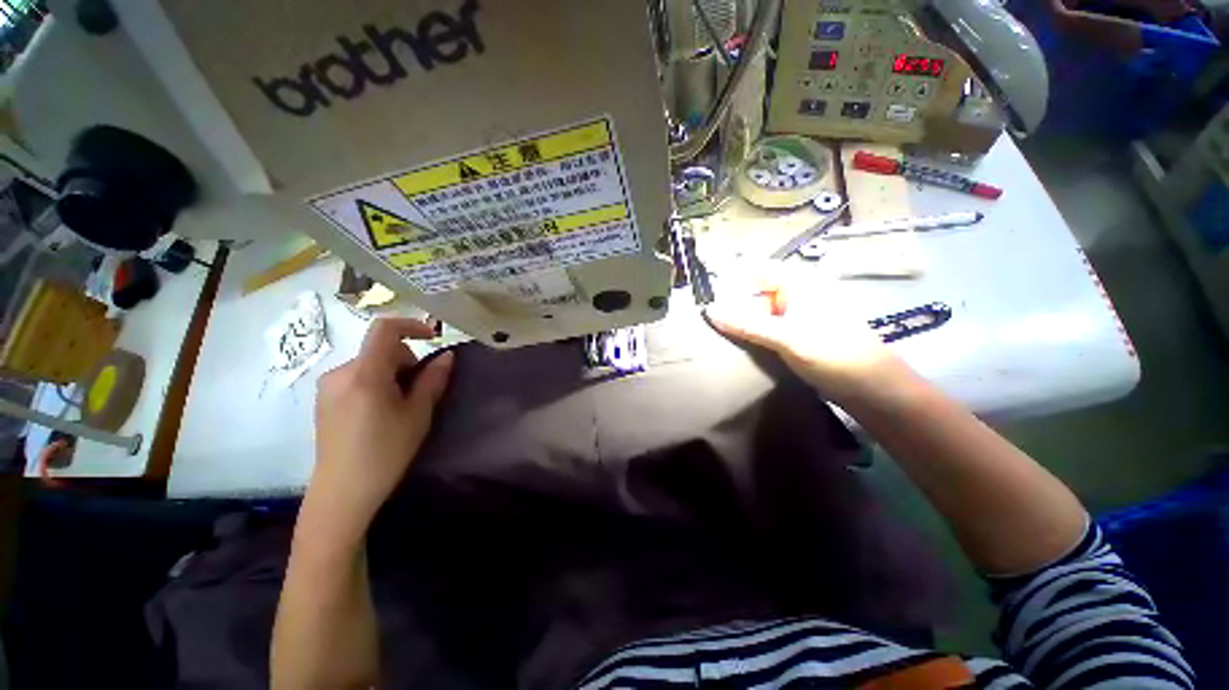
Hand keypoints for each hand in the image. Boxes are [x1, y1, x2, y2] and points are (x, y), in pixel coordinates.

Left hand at [310, 318, 453, 531]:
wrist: (343, 492)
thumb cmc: (386, 452)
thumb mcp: (418, 414)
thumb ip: (433, 379)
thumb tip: (447, 355)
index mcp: (364, 374)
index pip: (384, 330)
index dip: (411, 325)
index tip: (433, 336)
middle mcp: (340, 373)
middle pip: (380, 349)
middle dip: (406, 362)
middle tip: (418, 392)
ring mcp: (328, 386)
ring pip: (370, 364)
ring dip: (391, 374)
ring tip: (400, 406)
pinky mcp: (324, 400)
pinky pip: (357, 377)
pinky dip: (376, 383)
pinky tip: (380, 412)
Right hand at [704, 272, 907, 403]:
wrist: (871, 389)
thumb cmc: (833, 354)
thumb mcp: (786, 337)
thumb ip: (746, 323)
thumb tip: (709, 310)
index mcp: (799, 283)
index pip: (756, 269)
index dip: (731, 279)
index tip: (707, 297)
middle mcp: (796, 293)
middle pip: (754, 291)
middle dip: (732, 304)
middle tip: (708, 322)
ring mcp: (796, 315)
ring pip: (759, 311)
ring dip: (741, 321)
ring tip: (717, 334)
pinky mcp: (796, 334)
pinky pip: (767, 327)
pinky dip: (752, 333)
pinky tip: (737, 344)